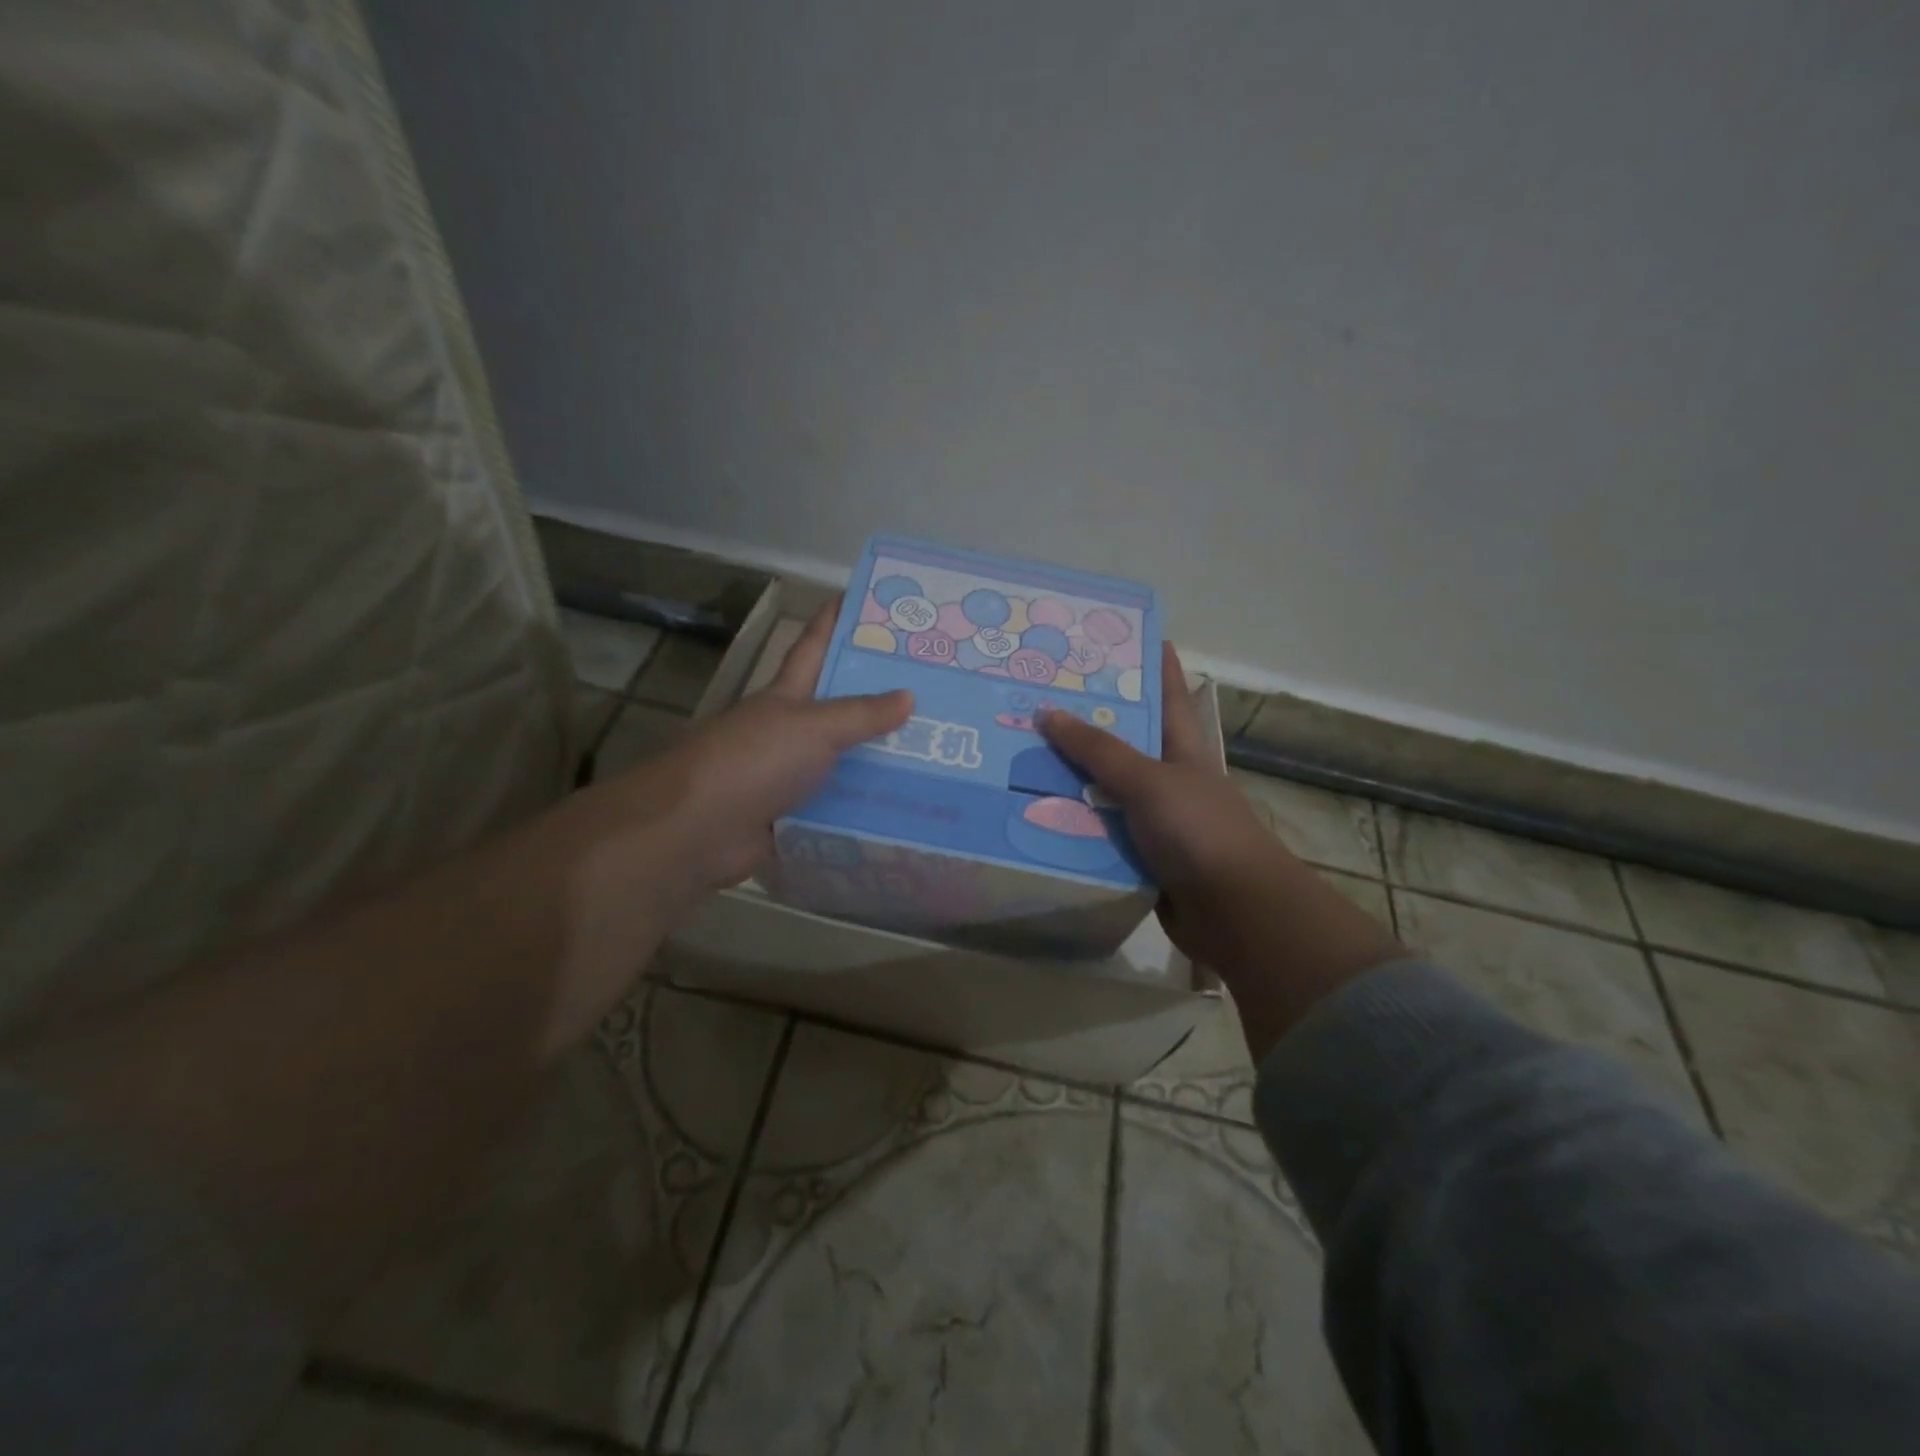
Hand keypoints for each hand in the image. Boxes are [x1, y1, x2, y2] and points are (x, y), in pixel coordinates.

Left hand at [621, 600, 911, 895]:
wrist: (698, 830)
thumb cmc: (753, 761)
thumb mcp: (812, 727)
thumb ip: (860, 714)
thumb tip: (909, 695)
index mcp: (787, 695)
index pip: (813, 646)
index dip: (835, 621)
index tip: (867, 600)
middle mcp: (790, 731)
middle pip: (840, 707)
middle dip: (880, 697)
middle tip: (934, 689)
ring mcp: (791, 775)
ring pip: (846, 761)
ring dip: (882, 759)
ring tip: (937, 753)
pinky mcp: (797, 816)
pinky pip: (841, 807)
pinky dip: (868, 808)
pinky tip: (908, 806)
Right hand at [1040, 644, 1403, 1054]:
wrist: (1234, 913)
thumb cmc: (1200, 831)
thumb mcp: (1149, 781)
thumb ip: (1099, 750)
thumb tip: (1047, 712)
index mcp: (1183, 748)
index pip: (1167, 693)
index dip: (1151, 663)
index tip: (1120, 636)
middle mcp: (1168, 778)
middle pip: (1123, 741)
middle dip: (1086, 722)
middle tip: (1037, 698)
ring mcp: (1154, 819)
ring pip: (1104, 790)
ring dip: (1070, 779)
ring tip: (1019, 755)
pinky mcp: (1139, 856)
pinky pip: (1098, 833)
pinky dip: (1072, 825)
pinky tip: (1032, 815)